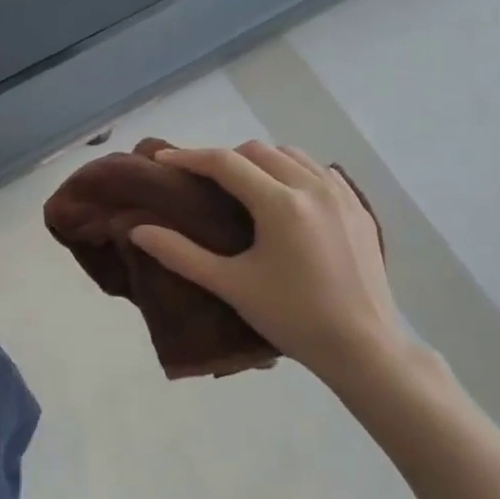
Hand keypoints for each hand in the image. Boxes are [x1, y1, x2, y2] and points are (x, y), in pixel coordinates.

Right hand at [129, 142, 410, 388]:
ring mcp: (342, 195)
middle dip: (224, 159)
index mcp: (281, 204)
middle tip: (201, 182)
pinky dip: (294, 171)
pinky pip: (320, 171)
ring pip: (292, 155)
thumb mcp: (231, 286)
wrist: (363, 347)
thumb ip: (180, 254)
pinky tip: (285, 197)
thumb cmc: (292, 318)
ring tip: (242, 187)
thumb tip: (137, 230)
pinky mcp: (359, 209)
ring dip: (261, 161)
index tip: (162, 160)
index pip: (225, 163)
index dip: (189, 157)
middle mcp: (313, 187)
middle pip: (258, 151)